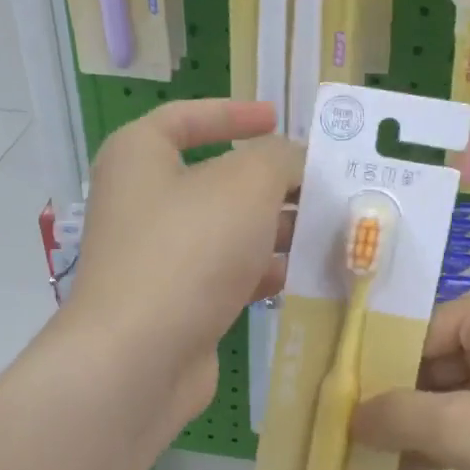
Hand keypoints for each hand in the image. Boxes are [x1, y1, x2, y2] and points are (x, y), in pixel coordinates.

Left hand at [70, 99, 300, 427]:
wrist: (141, 356)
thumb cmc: (189, 249)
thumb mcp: (246, 184)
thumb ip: (279, 159)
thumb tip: (294, 161)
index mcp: (140, 157)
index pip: (186, 118)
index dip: (233, 113)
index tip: (277, 118)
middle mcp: (143, 202)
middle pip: (218, 179)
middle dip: (274, 182)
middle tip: (325, 184)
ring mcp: (159, 257)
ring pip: (228, 231)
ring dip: (277, 229)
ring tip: (329, 229)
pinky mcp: (177, 303)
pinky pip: (227, 275)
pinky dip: (263, 271)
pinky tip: (305, 275)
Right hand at [349, 283, 469, 469]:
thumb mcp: (463, 429)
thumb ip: (397, 415)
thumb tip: (349, 415)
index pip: (412, 331)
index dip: (370, 371)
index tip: (331, 408)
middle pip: (429, 364)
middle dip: (391, 408)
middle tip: (340, 442)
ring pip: (451, 398)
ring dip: (414, 432)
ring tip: (363, 467)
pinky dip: (445, 447)